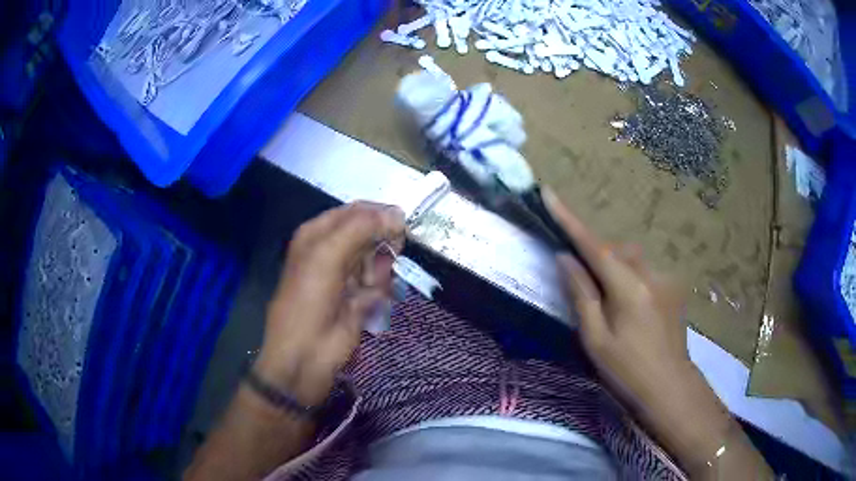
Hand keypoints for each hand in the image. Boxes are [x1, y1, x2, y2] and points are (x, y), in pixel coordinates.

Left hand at [255, 202, 405, 404]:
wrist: (307, 352)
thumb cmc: (309, 297)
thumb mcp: (328, 254)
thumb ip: (362, 227)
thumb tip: (398, 213)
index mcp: (319, 233)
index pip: (356, 211)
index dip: (378, 215)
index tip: (399, 225)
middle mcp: (334, 250)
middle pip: (372, 235)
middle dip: (379, 247)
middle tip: (376, 259)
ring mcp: (349, 275)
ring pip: (380, 260)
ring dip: (379, 272)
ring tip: (366, 286)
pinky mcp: (361, 298)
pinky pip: (381, 284)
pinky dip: (379, 292)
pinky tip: (366, 303)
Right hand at [542, 188, 690, 412]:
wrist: (669, 387)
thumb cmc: (627, 371)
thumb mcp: (595, 339)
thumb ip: (581, 295)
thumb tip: (565, 259)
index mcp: (628, 288)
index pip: (594, 246)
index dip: (569, 220)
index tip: (550, 194)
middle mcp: (651, 274)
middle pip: (616, 250)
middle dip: (597, 257)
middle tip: (585, 285)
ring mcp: (666, 279)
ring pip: (632, 259)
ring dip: (616, 269)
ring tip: (612, 303)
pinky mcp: (674, 287)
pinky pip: (646, 270)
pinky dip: (632, 279)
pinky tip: (634, 309)